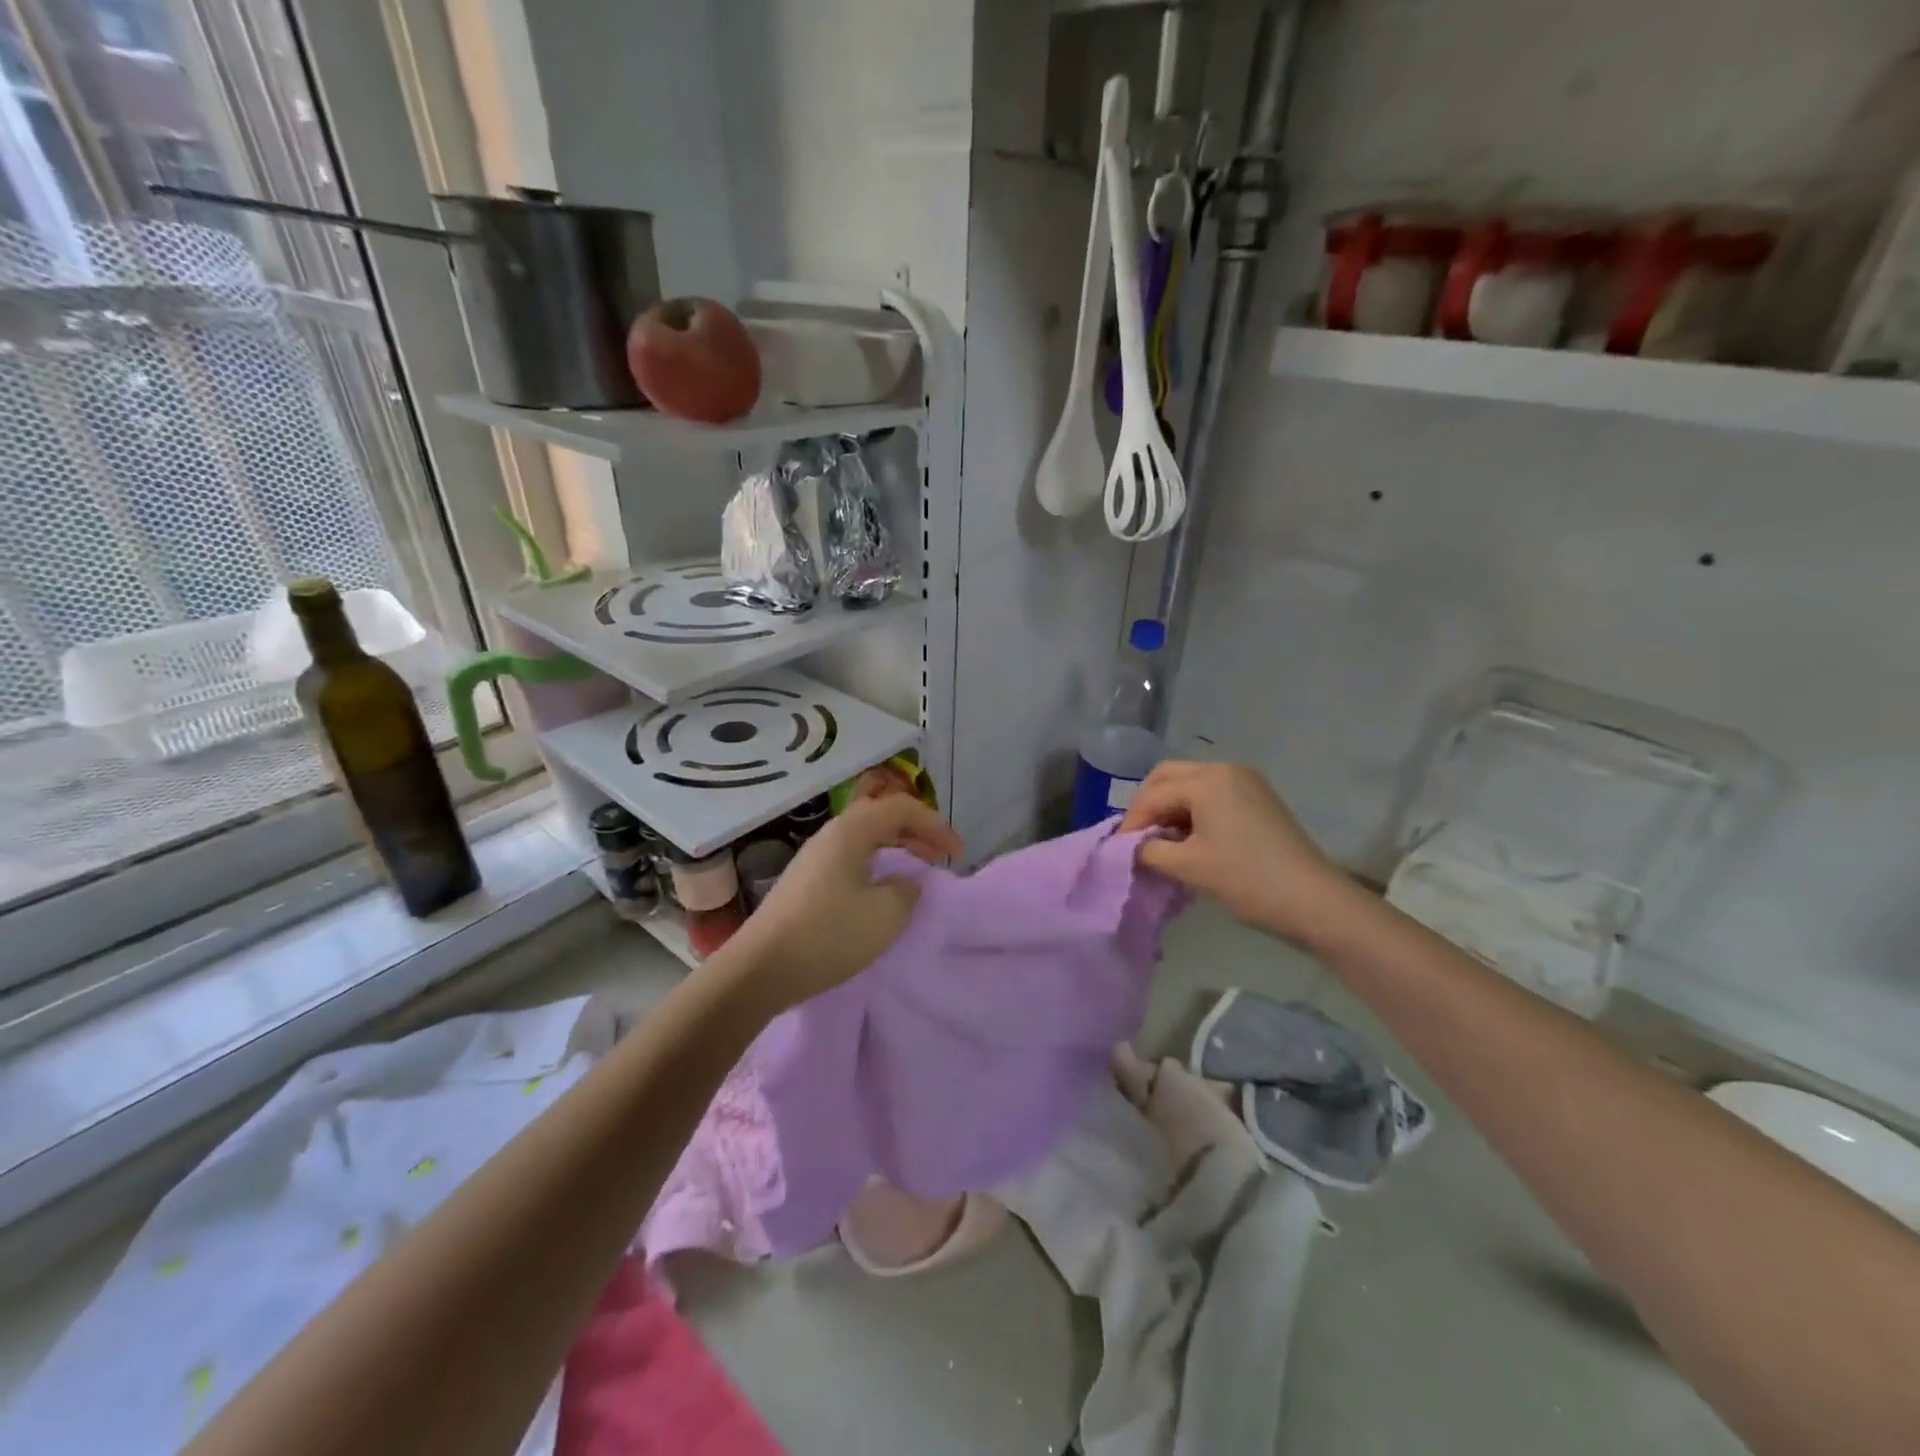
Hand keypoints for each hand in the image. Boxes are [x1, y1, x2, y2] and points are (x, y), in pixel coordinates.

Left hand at [721, 795, 962, 1013]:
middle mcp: (831, 835)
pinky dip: (875, 866)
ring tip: (916, 872)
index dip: (935, 825)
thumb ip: (907, 889)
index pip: (901, 808)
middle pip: (880, 818)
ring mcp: (814, 858)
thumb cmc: (829, 934)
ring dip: (895, 850)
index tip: (957, 852)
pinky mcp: (805, 882)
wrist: (761, 969)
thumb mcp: (886, 914)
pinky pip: (851, 859)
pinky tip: (881, 891)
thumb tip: (906, 881)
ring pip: (864, 839)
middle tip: (940, 857)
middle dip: (916, 833)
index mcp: (851, 831)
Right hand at [1119, 761, 1361, 946]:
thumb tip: (1132, 848)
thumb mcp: (1189, 866)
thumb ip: (1149, 851)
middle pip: (1169, 777)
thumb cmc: (1247, 879)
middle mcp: (1226, 769)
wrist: (1315, 902)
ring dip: (1170, 809)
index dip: (1131, 822)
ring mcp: (1247, 782)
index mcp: (1208, 779)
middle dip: (1148, 806)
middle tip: (1136, 839)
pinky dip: (1192, 813)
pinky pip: (1212, 796)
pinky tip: (1188, 841)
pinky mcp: (1259, 800)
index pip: (1153, 794)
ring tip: (1160, 844)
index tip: (1117, 850)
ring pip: (1191, 785)